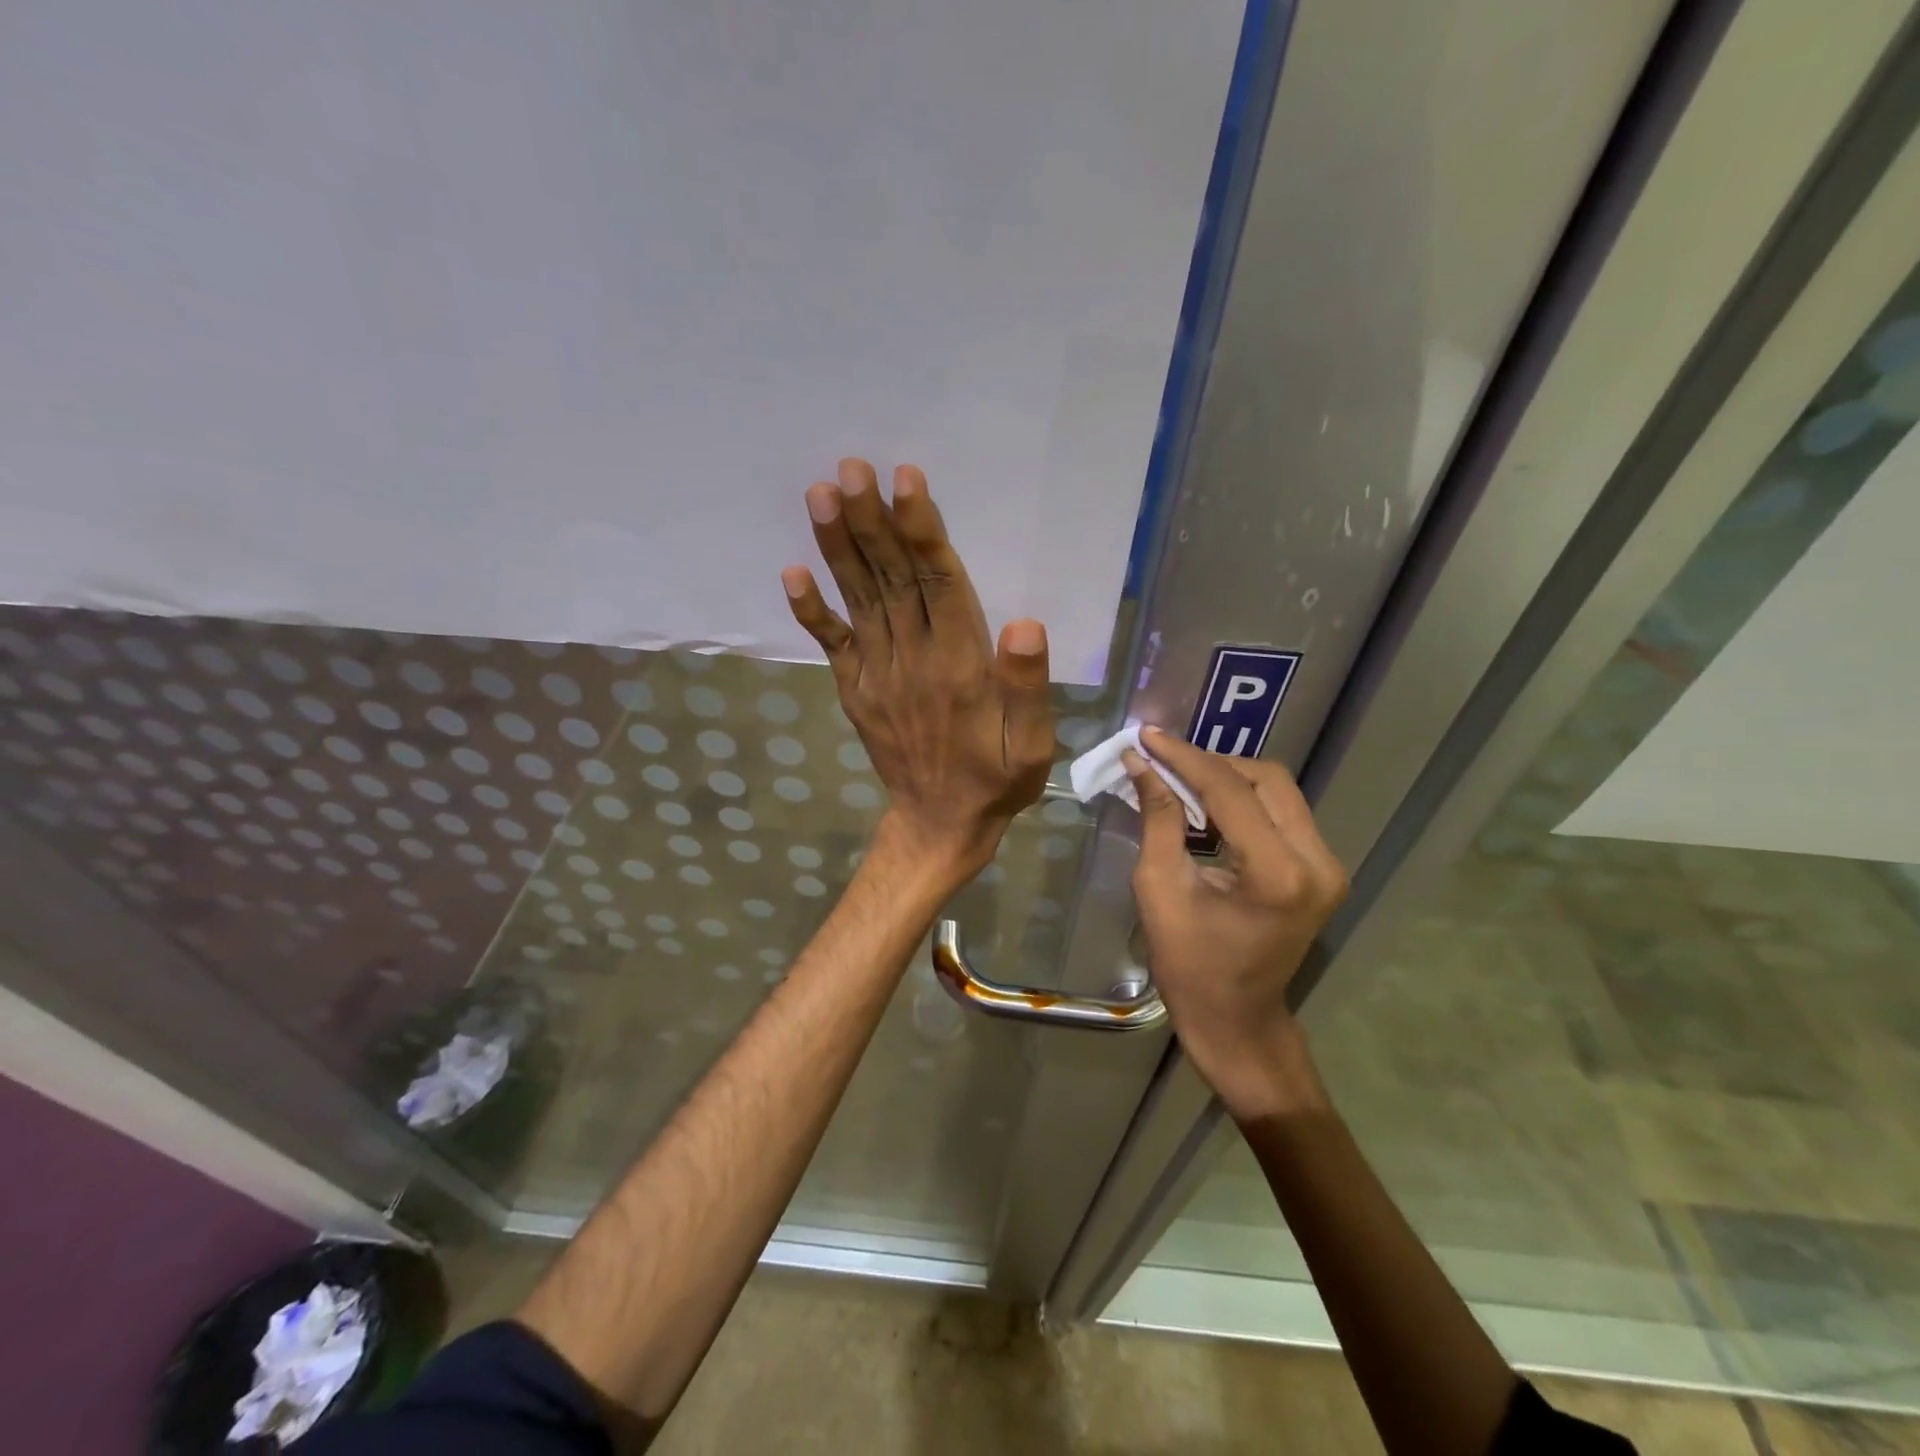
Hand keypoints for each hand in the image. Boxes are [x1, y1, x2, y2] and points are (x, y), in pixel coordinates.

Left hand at [782, 458, 1054, 889]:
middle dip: (871, 521)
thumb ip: (1027, 687)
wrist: (939, 824)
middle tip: (850, 467)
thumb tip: (1025, 624)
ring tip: (821, 495)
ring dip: (839, 548)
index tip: (904, 480)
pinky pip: (831, 645)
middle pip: (891, 580)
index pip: (939, 585)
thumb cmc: (995, 780)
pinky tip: (792, 573)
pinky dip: (810, 610)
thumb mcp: (1031, 746)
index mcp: (959, 666)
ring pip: (859, 600)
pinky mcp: (856, 690)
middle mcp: (912, 660)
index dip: (921, 531)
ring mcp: (876, 675)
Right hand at [1124, 727, 1347, 1117]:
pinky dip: (1243, 801)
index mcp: (1277, 874)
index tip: (1148, 737)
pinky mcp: (1323, 870)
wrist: (1237, 1020)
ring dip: (1228, 779)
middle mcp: (1317, 862)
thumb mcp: (1160, 889)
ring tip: (1180, 780)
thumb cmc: (1189, 966)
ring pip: (1278, 790)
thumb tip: (1141, 763)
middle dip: (1211, 763)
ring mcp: (1328, 866)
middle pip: (1266, 778)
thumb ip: (1157, 818)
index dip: (1184, 758)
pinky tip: (1207, 806)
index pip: (1229, 790)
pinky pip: (1282, 813)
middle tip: (1164, 761)